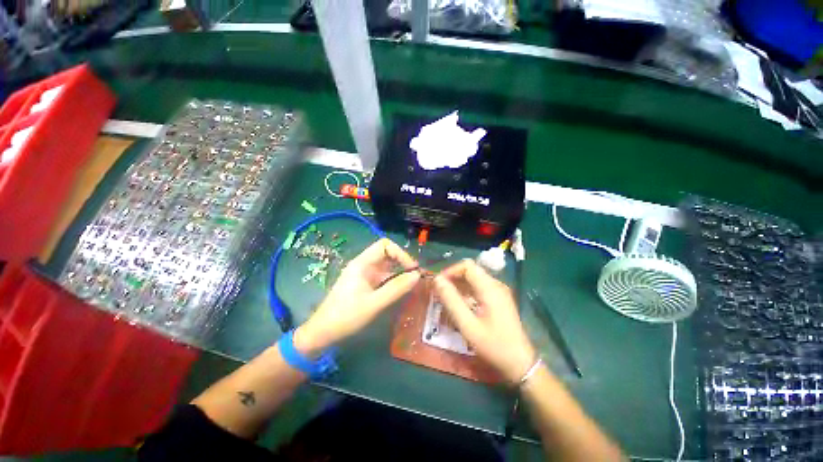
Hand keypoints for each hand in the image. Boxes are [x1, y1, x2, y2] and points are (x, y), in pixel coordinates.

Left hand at [295, 238, 419, 354]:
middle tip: (415, 276)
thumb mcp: (374, 303)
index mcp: (362, 263)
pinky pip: (382, 277)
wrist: (323, 332)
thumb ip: (396, 288)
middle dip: (402, 262)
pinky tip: (400, 291)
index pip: (384, 245)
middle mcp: (363, 265)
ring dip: (399, 272)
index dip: (400, 253)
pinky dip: (393, 281)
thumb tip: (417, 275)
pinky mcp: (365, 284)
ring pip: (386, 266)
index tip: (412, 268)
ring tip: (411, 284)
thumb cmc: (346, 316)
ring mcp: (364, 275)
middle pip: (386, 254)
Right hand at [433, 259, 536, 384]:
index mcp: (490, 287)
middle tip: (440, 292)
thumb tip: (437, 280)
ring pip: (474, 279)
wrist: (521, 364)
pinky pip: (480, 288)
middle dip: (453, 278)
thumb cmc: (493, 345)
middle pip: (471, 271)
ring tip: (447, 299)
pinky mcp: (499, 300)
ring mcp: (499, 292)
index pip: (467, 266)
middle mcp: (496, 285)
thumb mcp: (467, 324)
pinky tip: (460, 305)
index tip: (438, 284)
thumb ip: (451, 300)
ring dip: (459, 285)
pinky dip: (467, 292)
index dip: (450, 271)